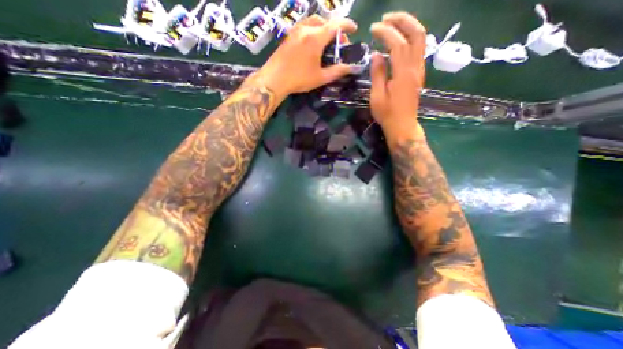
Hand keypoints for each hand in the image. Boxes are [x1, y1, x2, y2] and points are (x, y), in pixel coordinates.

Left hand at [255, 14, 357, 99]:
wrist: (274, 79)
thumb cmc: (298, 79)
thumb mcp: (320, 78)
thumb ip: (337, 71)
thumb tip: (351, 68)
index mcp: (316, 37)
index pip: (336, 24)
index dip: (347, 25)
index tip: (354, 30)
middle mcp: (306, 29)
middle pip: (324, 21)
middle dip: (334, 30)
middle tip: (338, 44)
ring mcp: (295, 31)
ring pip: (313, 22)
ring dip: (323, 28)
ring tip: (326, 43)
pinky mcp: (288, 36)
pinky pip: (304, 27)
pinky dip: (313, 31)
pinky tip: (312, 45)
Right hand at [369, 12, 427, 130]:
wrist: (403, 126)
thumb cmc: (387, 114)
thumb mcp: (377, 96)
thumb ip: (377, 74)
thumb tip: (376, 55)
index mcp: (403, 74)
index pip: (398, 44)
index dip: (386, 32)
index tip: (373, 29)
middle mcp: (415, 67)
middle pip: (417, 34)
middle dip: (402, 20)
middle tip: (386, 18)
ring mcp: (419, 70)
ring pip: (421, 39)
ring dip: (408, 26)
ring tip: (392, 24)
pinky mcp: (419, 74)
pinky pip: (418, 49)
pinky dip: (410, 38)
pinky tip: (399, 40)